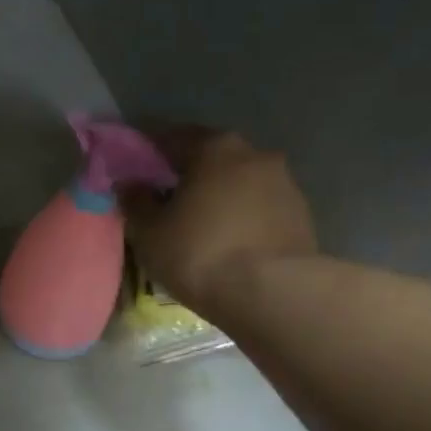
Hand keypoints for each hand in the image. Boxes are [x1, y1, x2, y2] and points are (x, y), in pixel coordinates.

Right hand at [118, 129, 318, 315]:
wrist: (273, 293)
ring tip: (200, 227)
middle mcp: (254, 153)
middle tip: (167, 201)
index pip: (171, 137)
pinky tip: (229, 244)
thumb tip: (130, 184)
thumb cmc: (200, 254)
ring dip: (219, 197)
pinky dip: (242, 219)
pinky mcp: (301, 215)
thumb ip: (136, 202)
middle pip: (211, 158)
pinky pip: (259, 209)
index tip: (134, 171)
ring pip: (239, 183)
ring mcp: (284, 183)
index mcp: (214, 147)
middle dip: (188, 175)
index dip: (148, 153)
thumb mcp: (150, 233)